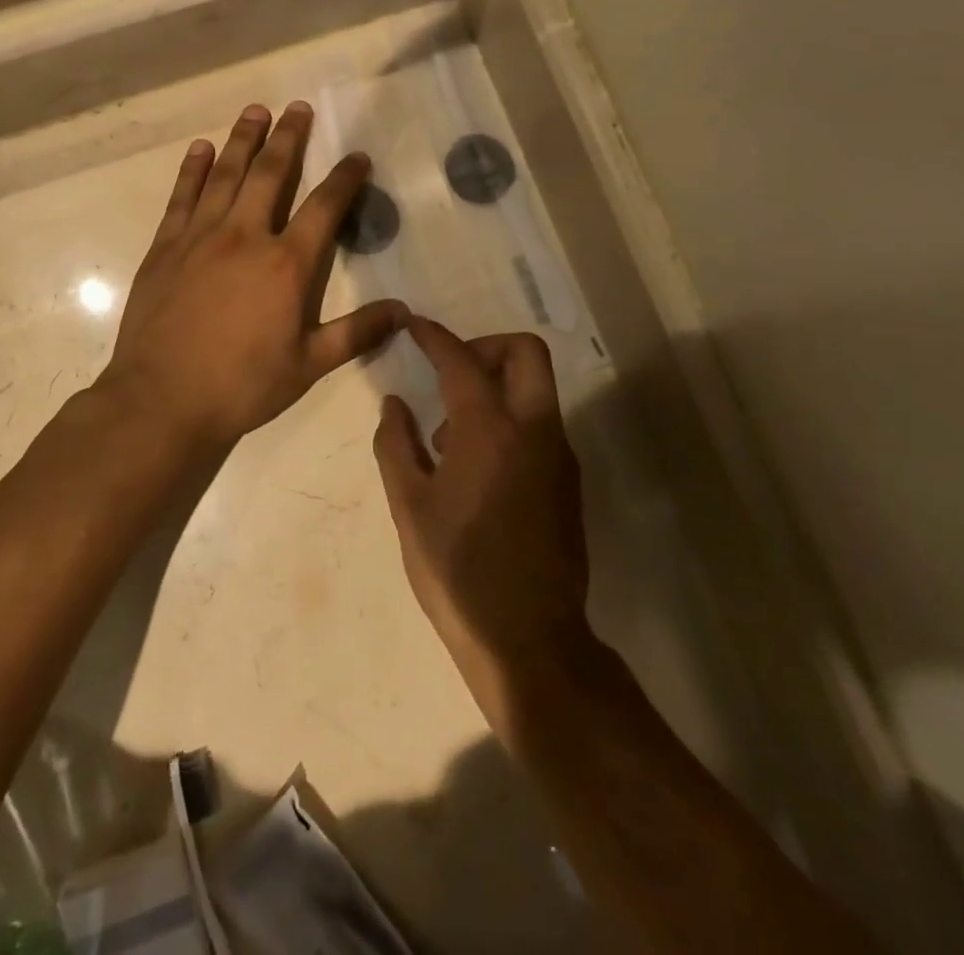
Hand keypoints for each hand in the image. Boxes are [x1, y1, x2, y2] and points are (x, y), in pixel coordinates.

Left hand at [102, 102, 406, 454]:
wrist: (162, 401)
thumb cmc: (242, 385)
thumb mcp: (309, 364)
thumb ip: (357, 333)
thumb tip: (404, 311)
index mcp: (286, 264)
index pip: (324, 207)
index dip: (345, 178)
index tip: (357, 156)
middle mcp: (245, 236)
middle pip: (271, 174)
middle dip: (289, 138)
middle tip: (299, 108)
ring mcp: (201, 237)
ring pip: (226, 174)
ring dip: (243, 139)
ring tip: (256, 110)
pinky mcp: (166, 247)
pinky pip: (183, 197)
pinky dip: (194, 169)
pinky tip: (201, 149)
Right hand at [373, 319, 592, 732]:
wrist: (528, 639)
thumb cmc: (457, 571)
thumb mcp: (409, 507)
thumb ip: (396, 444)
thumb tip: (395, 403)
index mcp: (490, 430)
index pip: (461, 361)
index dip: (434, 336)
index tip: (414, 324)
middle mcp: (534, 430)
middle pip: (525, 352)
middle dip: (486, 346)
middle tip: (450, 373)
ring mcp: (558, 455)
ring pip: (536, 387)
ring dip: (496, 386)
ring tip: (450, 437)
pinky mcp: (568, 481)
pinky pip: (539, 423)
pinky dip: (510, 417)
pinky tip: (476, 465)